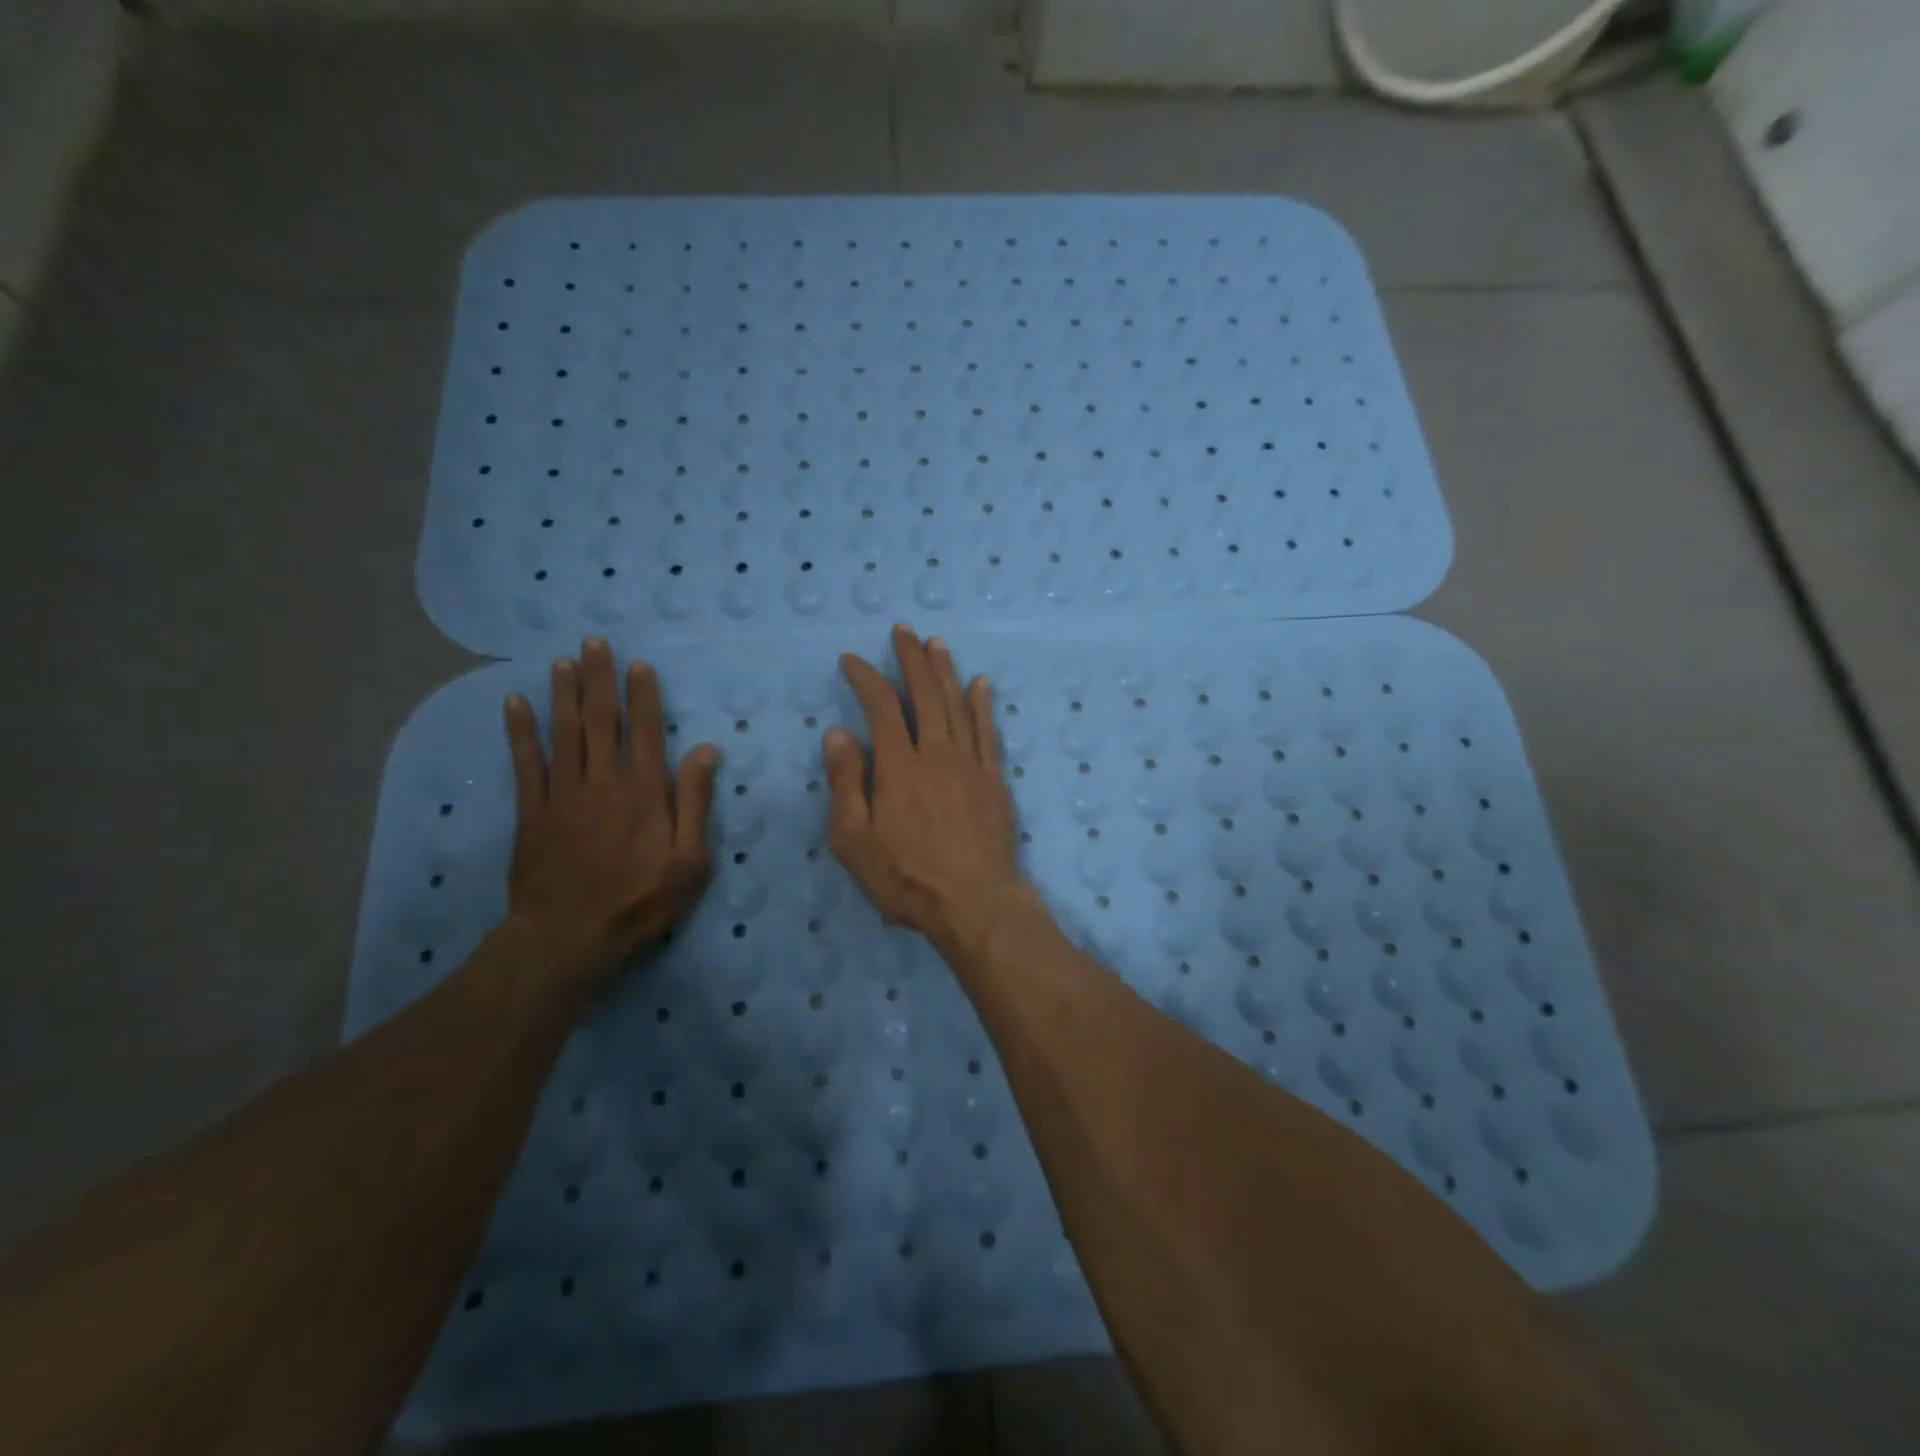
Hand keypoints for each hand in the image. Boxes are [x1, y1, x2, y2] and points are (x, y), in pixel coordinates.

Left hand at [503, 638, 720, 991]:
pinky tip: (515, 703)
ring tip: (562, 660)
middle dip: (599, 679)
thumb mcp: (689, 860)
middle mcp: (603, 780)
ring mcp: (562, 793)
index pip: (646, 731)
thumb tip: (706, 751)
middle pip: (602, 720)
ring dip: (564, 693)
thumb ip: (695, 802)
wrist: (569, 936)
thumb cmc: (640, 900)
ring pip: (564, 732)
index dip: (643, 695)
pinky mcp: (531, 811)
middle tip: (594, 643)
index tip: (639, 664)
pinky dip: (519, 731)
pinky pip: (525, 762)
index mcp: (644, 791)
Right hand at [823, 626, 1027, 947]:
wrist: (974, 902)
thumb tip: (838, 732)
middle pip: (924, 694)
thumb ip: (847, 782)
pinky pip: (988, 731)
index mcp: (898, 766)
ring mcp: (970, 764)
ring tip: (937, 643)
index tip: (851, 660)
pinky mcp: (994, 779)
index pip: (880, 708)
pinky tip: (981, 684)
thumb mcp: (854, 840)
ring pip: (957, 704)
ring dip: (945, 671)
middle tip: (904, 631)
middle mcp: (936, 754)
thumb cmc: (906, 877)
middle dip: (912, 659)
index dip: (865, 678)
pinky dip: (983, 704)